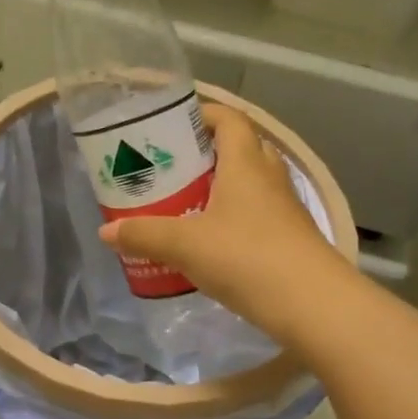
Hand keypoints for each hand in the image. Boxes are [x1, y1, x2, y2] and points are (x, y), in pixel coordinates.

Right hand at [99, 104, 352, 343]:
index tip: (174, 124)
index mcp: (246, 164)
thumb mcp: (185, 245)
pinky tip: (210, 242)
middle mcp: (269, 179)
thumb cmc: (246, 258)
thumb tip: (106, 232)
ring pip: (250, 186)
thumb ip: (144, 235)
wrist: (311, 304)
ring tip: (185, 204)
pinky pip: (257, 217)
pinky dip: (233, 220)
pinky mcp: (290, 239)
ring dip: (221, 189)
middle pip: (240, 150)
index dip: (204, 114)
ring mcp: (284, 210)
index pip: (230, 120)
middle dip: (207, 154)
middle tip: (172, 168)